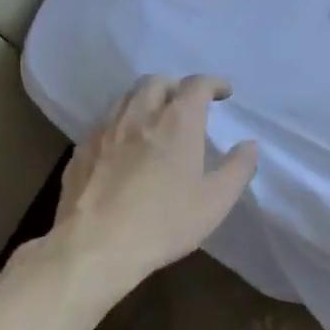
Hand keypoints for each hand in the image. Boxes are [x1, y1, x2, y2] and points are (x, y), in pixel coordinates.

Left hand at [47, 75, 257, 290]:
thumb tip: (248, 145)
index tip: (224, 92)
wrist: (95, 247)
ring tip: (156, 119)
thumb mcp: (215, 201)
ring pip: (126, 98)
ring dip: (146, 99)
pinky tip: (125, 146)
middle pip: (156, 82)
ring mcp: (105, 131)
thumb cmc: (164, 223)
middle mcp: (139, 116)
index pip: (196, 85)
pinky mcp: (81, 151)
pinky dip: (122, 123)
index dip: (213, 84)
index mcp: (177, 123)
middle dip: (176, 86)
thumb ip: (237, 169)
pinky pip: (105, 123)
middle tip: (188, 103)